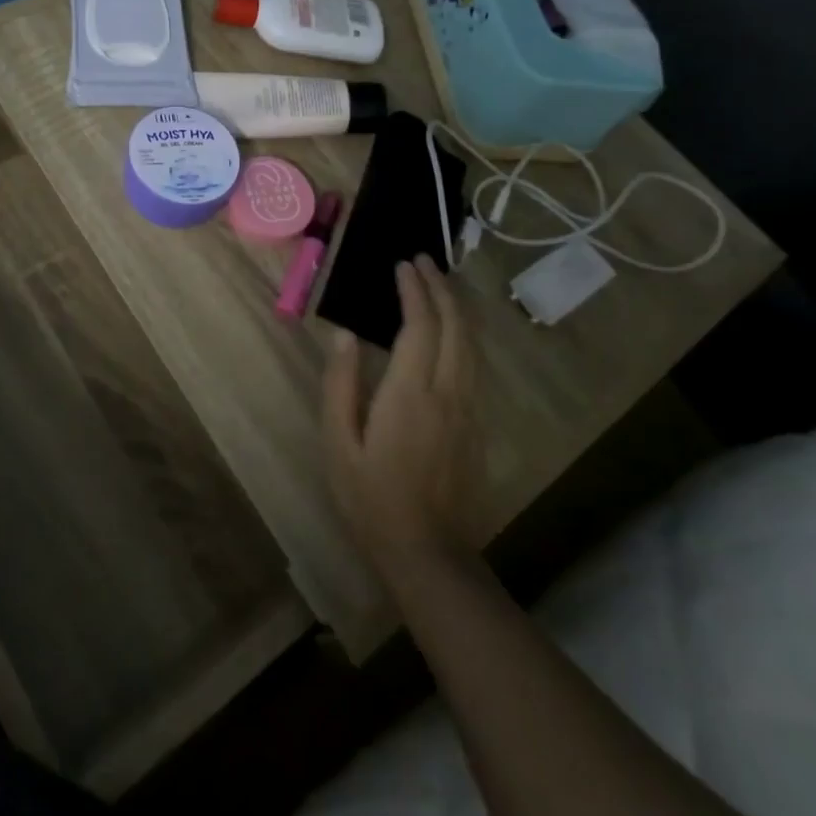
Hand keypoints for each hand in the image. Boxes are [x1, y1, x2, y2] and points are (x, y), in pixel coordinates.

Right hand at [323, 255, 482, 584]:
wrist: (428, 554)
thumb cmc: (371, 498)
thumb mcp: (339, 444)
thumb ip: (340, 385)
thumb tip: (343, 336)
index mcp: (411, 394)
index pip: (419, 326)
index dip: (413, 291)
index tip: (401, 264)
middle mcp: (448, 393)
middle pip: (455, 327)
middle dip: (440, 288)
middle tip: (422, 262)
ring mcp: (468, 410)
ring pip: (472, 344)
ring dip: (457, 308)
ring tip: (439, 283)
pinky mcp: (476, 425)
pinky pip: (475, 364)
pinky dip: (464, 334)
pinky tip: (452, 330)